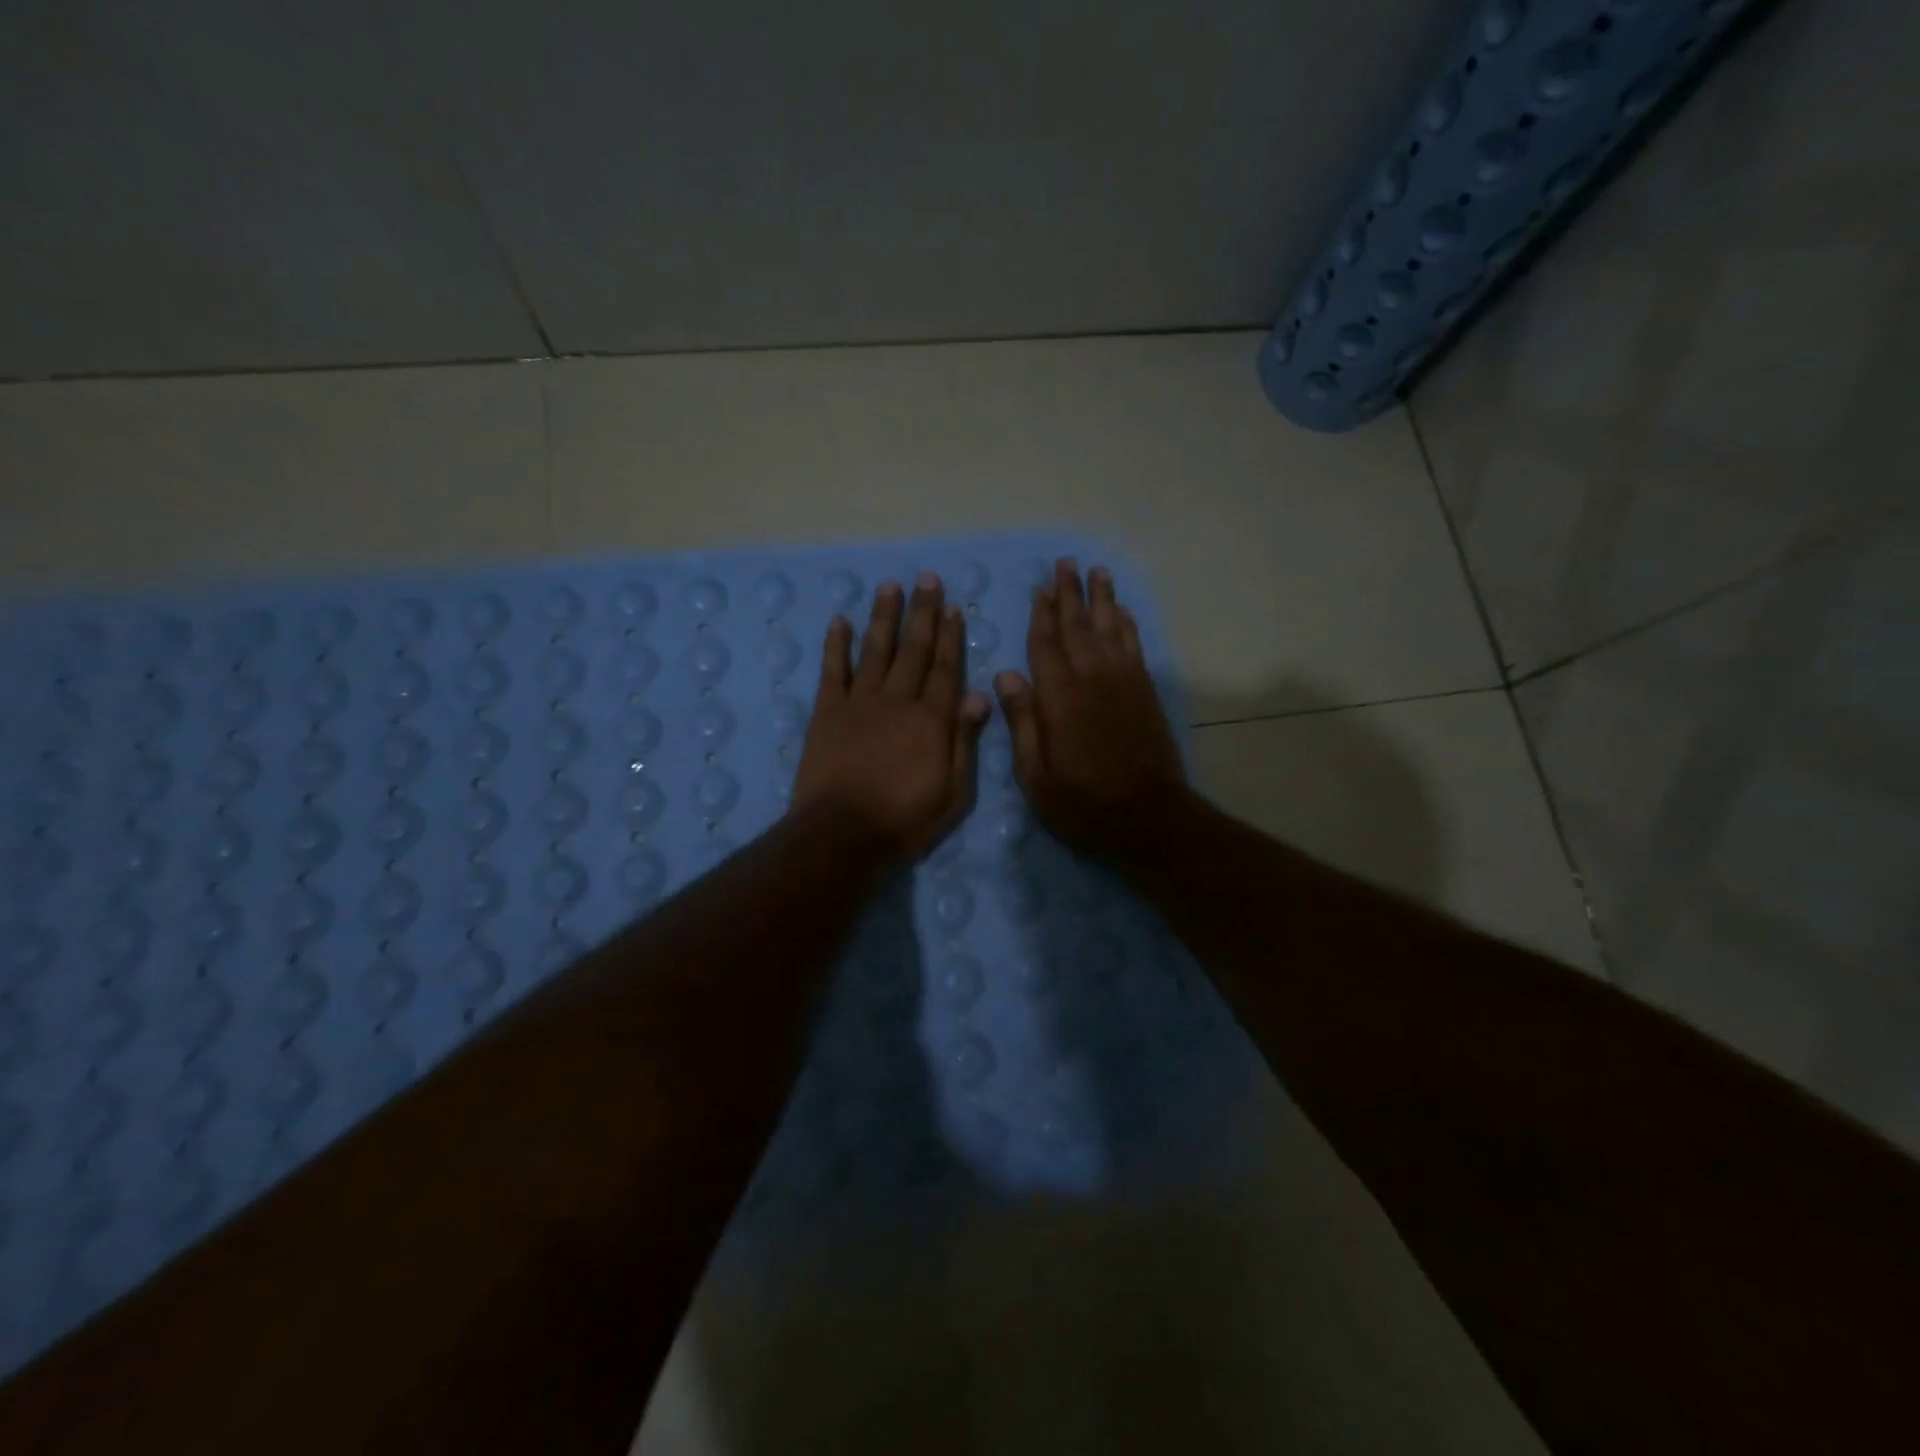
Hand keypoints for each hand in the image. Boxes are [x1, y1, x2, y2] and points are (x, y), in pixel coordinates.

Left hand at [793, 574, 991, 863]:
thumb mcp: (952, 792)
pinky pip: (833, 670)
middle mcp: (898, 700)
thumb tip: (978, 696)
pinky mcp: (827, 712)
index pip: (946, 668)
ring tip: (890, 587)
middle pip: (913, 649)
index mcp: (931, 719)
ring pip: (876, 650)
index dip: (950, 636)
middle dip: (922, 612)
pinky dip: (836, 644)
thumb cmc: (904, 820)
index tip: (953, 607)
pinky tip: (839, 620)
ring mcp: (859, 702)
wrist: (841, 834)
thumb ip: (964, 741)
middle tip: (927, 579)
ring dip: (884, 617)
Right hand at [994, 559, 1187, 858]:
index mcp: (1059, 698)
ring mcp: (1123, 682)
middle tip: (1066, 563)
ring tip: (1097, 572)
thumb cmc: (1083, 803)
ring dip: (1102, 599)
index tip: (1039, 588)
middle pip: (1078, 626)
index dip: (1041, 615)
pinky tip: (1122, 612)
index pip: (1045, 644)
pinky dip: (1127, 625)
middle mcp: (1092, 678)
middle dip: (1070, 594)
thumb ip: (1022, 722)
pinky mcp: (1145, 692)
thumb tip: (1006, 675)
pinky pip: (1134, 646)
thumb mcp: (1035, 776)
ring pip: (1110, 628)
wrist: (1149, 817)